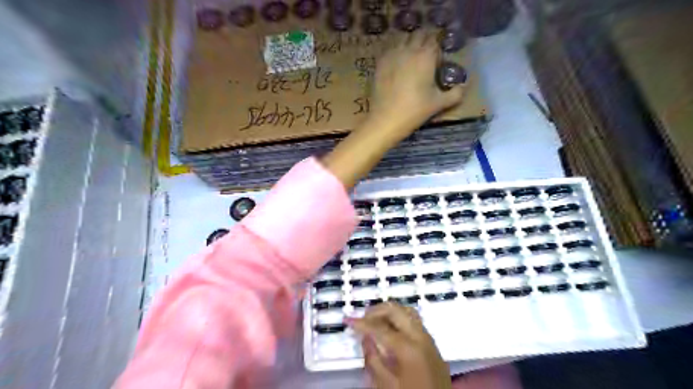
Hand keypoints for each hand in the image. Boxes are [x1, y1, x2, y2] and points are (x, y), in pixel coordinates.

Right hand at [349, 305, 452, 388]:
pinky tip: (389, 328)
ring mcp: (428, 337)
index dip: (361, 323)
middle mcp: (420, 336)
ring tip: (374, 321)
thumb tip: (365, 337)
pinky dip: (399, 317)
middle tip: (362, 319)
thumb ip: (373, 359)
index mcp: (408, 348)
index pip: (380, 328)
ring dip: (388, 311)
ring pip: (406, 310)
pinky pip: (413, 320)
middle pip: (395, 310)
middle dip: (376, 311)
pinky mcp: (431, 342)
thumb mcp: (386, 385)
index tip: (347, 320)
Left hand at [367, 30, 464, 140]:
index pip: (434, 41)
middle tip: (425, 59)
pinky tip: (396, 67)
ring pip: (403, 40)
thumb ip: (455, 94)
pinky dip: (395, 54)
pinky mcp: (380, 63)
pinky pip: (390, 50)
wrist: (386, 119)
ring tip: (410, 61)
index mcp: (426, 56)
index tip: (437, 63)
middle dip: (423, 43)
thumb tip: (463, 87)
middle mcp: (409, 50)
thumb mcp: (439, 104)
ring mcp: (393, 55)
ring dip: (409, 46)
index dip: (437, 50)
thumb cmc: (415, 110)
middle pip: (418, 36)